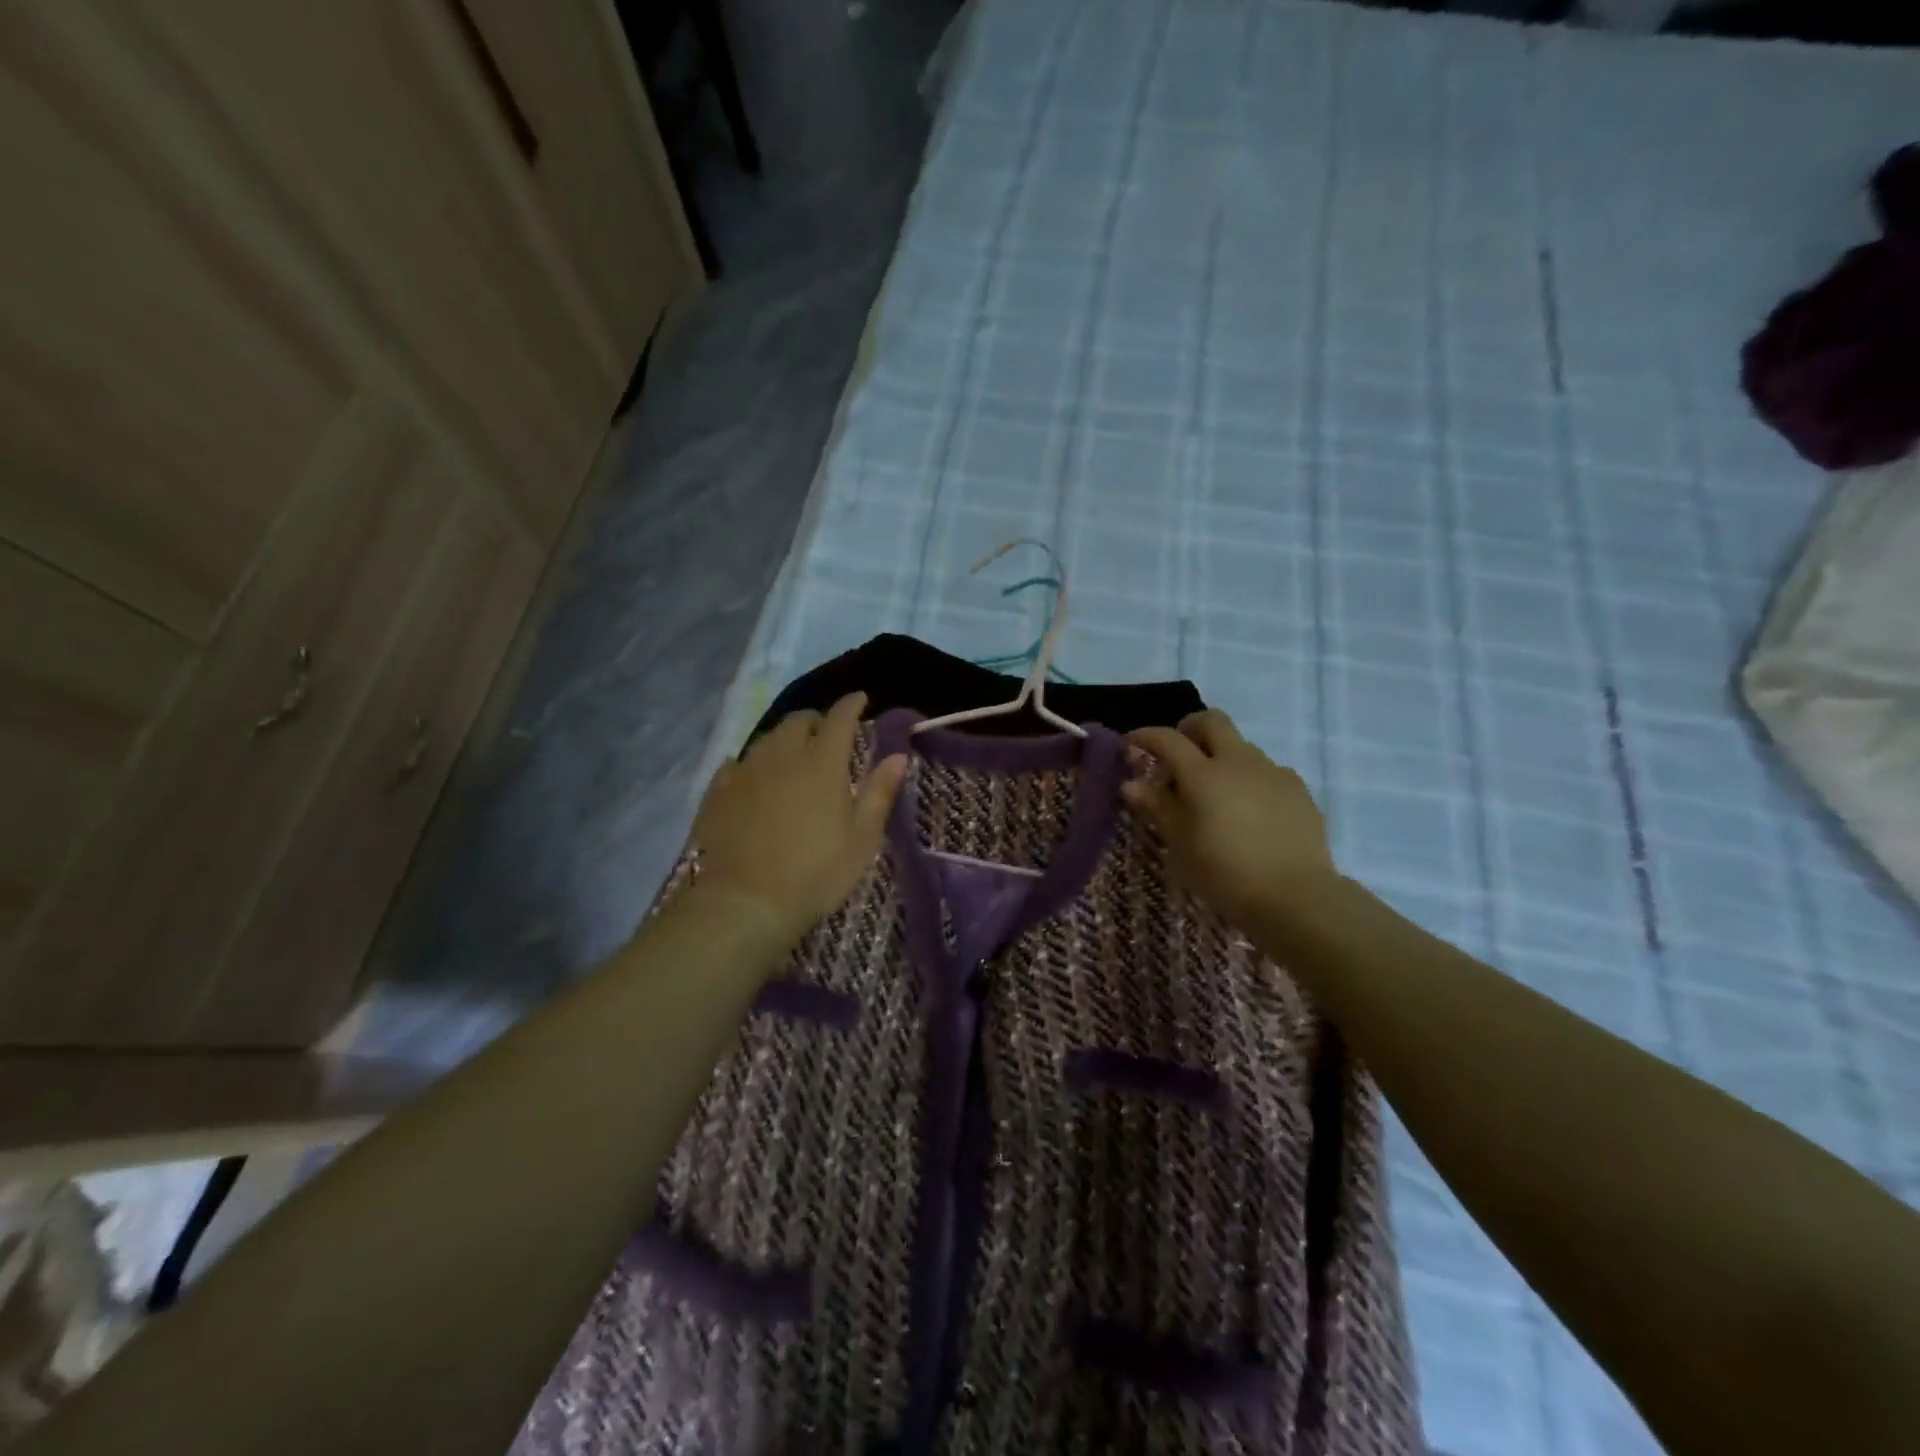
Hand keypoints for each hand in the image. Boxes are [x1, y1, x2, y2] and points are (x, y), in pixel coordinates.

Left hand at [690, 692, 907, 944]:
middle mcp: (782, 757)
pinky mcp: (718, 793)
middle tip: (827, 733)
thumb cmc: (816, 873)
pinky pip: (736, 764)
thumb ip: (879, 792)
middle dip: (816, 720)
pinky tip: (753, 777)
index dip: (851, 705)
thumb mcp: (862, 838)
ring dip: (784, 739)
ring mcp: (745, 772)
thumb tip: (897, 755)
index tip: (860, 699)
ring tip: (793, 754)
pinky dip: (751, 763)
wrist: (746, 903)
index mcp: (822, 764)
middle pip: (798, 721)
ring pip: (766, 739)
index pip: (839, 718)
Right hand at [1124, 710, 1335, 931]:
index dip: (1146, 736)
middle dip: (1190, 728)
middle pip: (1212, 721)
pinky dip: (1250, 780)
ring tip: (1216, 793)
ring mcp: (1273, 772)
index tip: (1131, 743)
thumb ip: (1157, 807)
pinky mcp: (1298, 790)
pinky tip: (1250, 811)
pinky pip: (1268, 772)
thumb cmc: (1224, 873)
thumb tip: (1131, 784)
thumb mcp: (1180, 844)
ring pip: (1242, 747)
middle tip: (1179, 753)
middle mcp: (1239, 762)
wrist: (1295, 897)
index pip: (1168, 739)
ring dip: (1222, 757)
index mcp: (1204, 774)